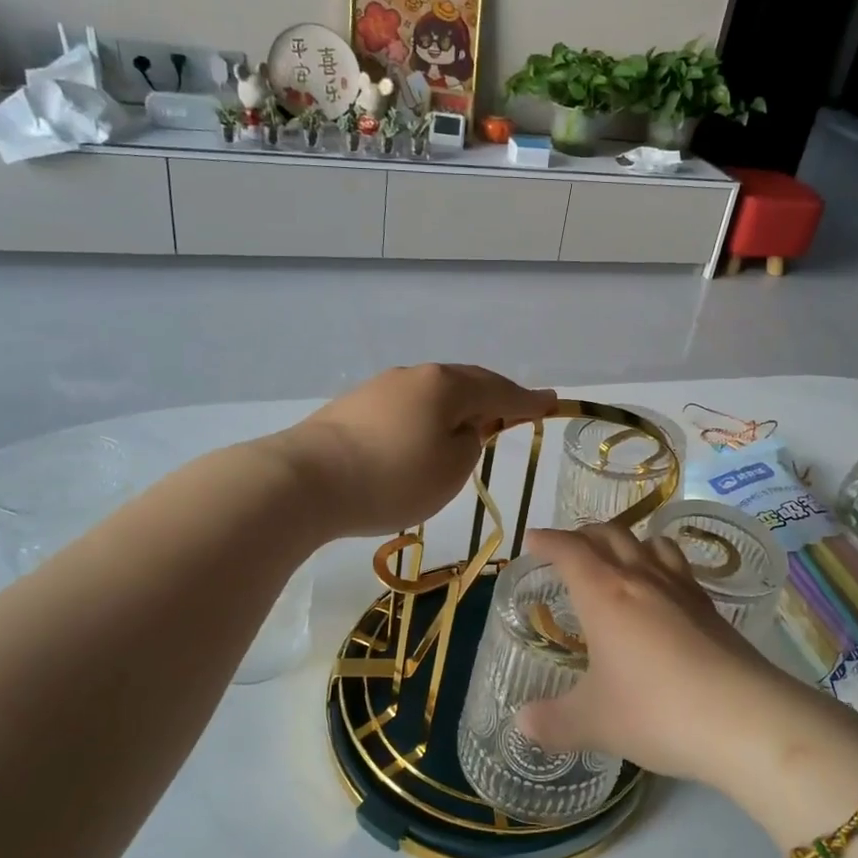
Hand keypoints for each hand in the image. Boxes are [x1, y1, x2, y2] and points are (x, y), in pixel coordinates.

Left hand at [274, 364, 554, 537]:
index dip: (529, 401)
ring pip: (434, 392)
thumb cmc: (392, 477)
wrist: (305, 481)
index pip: (500, 391)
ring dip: (458, 407)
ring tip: (470, 426)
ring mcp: (381, 387)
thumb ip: (470, 443)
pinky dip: (427, 417)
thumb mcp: (451, 469)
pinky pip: (408, 405)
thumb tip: (462, 428)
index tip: (552, 401)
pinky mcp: (355, 406)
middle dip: (494, 396)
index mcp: (448, 385)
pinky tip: (423, 435)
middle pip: (467, 382)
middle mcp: (416, 376)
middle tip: (516, 410)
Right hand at [515, 524, 818, 786]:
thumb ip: (553, 722)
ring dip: (627, 541)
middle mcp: (642, 579)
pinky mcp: (711, 608)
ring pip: (650, 543)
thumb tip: (522, 723)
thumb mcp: (594, 723)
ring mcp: (681, 589)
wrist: (744, 719)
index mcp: (605, 594)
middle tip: (568, 547)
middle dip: (584, 535)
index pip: (570, 551)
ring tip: (618, 557)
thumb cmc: (656, 711)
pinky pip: (678, 567)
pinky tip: (663, 591)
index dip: (548, 541)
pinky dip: (661, 563)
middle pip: (610, 535)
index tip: (533, 539)